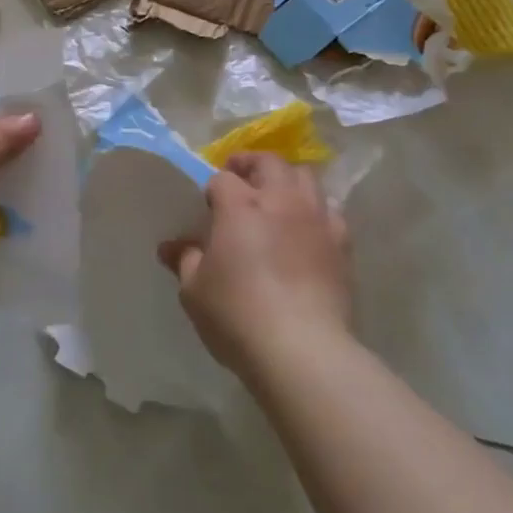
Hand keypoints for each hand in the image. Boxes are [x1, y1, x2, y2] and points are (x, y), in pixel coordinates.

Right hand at [159, 152, 352, 376]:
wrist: (302, 349)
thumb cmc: (237, 314)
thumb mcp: (194, 291)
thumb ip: (185, 260)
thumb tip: (170, 247)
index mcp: (240, 205)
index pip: (222, 179)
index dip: (212, 188)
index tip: (207, 207)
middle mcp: (281, 201)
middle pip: (270, 163)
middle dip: (252, 165)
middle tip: (240, 180)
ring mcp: (316, 220)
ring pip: (306, 178)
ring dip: (287, 181)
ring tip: (276, 199)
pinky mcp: (342, 244)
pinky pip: (330, 211)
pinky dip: (316, 211)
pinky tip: (306, 230)